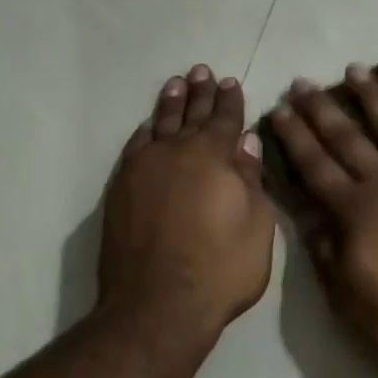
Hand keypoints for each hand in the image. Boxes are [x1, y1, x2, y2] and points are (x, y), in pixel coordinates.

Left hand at [100, 66, 273, 333]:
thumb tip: (245, 143)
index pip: (225, 119)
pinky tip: (148, 126)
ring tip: (177, 83)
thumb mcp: (257, 226)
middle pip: (191, 115)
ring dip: (170, 103)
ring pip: (159, 124)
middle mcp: (175, 153)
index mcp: (213, 157)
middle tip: (202, 71)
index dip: (230, 101)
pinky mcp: (120, 190)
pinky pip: (134, 147)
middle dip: (200, 92)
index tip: (231, 82)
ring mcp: (143, 170)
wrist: (157, 306)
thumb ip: (251, 180)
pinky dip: (144, 131)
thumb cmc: (220, 268)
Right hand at [269, 66, 377, 359]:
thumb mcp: (349, 300)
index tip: (280, 108)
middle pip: (350, 139)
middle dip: (323, 109)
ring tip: (358, 70)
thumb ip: (326, 254)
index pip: (316, 167)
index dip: (295, 138)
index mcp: (357, 211)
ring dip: (376, 99)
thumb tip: (308, 217)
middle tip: (305, 82)